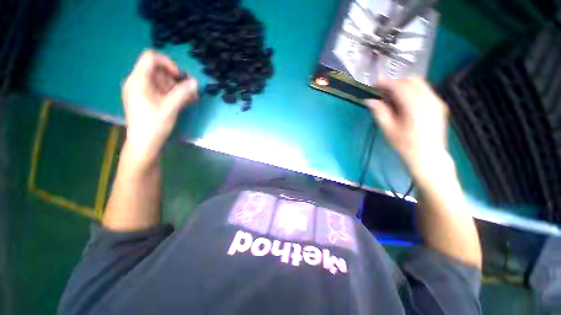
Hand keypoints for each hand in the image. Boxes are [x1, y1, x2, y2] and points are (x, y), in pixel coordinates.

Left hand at [121, 50, 197, 170]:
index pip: (151, 58)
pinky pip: (161, 90)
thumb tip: (196, 82)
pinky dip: (173, 94)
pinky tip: (185, 101)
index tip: (180, 76)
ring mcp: (142, 91)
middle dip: (176, 79)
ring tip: (191, 99)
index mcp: (138, 80)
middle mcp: (137, 82)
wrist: (144, 144)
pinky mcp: (146, 99)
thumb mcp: (170, 107)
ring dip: (177, 88)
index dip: (168, 63)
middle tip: (189, 91)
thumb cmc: (154, 125)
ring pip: (162, 81)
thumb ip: (183, 93)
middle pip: (158, 70)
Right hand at [366, 77, 448, 177]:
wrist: (428, 157)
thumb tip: (369, 100)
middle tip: (383, 92)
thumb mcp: (388, 129)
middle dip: (396, 82)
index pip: (399, 86)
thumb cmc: (405, 145)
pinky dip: (413, 92)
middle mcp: (429, 99)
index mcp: (415, 105)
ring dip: (405, 86)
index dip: (386, 83)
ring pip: (420, 84)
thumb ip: (379, 111)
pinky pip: (426, 91)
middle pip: (412, 80)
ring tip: (393, 97)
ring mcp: (437, 101)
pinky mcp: (440, 106)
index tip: (375, 84)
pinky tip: (405, 103)